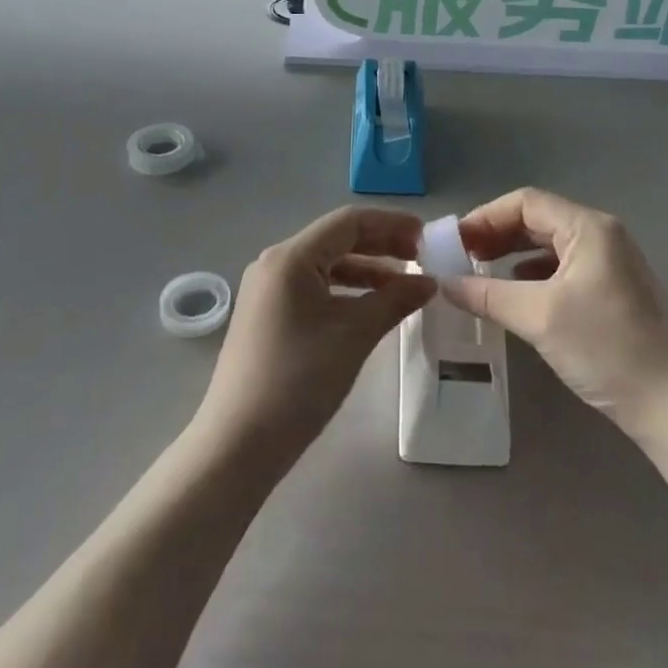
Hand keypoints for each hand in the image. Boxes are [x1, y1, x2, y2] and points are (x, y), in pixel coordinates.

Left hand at [196, 207, 435, 462]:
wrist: (238, 444)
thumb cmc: (299, 380)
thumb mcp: (355, 335)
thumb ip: (395, 300)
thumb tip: (429, 282)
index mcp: (291, 256)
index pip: (349, 222)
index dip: (391, 224)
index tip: (427, 237)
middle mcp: (275, 263)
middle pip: (336, 239)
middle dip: (381, 245)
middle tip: (421, 258)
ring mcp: (267, 289)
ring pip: (325, 265)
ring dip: (365, 270)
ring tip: (404, 284)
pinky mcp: (267, 314)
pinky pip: (313, 287)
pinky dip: (345, 290)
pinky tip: (371, 306)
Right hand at [440, 188, 667, 437]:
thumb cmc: (606, 349)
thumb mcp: (539, 318)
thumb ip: (488, 295)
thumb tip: (445, 283)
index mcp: (589, 227)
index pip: (526, 202)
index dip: (486, 217)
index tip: (454, 242)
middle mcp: (603, 234)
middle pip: (539, 219)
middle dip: (497, 234)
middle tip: (462, 257)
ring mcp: (612, 262)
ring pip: (551, 244)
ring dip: (513, 253)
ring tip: (481, 273)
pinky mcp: (615, 289)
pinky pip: (565, 266)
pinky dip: (534, 273)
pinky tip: (517, 292)